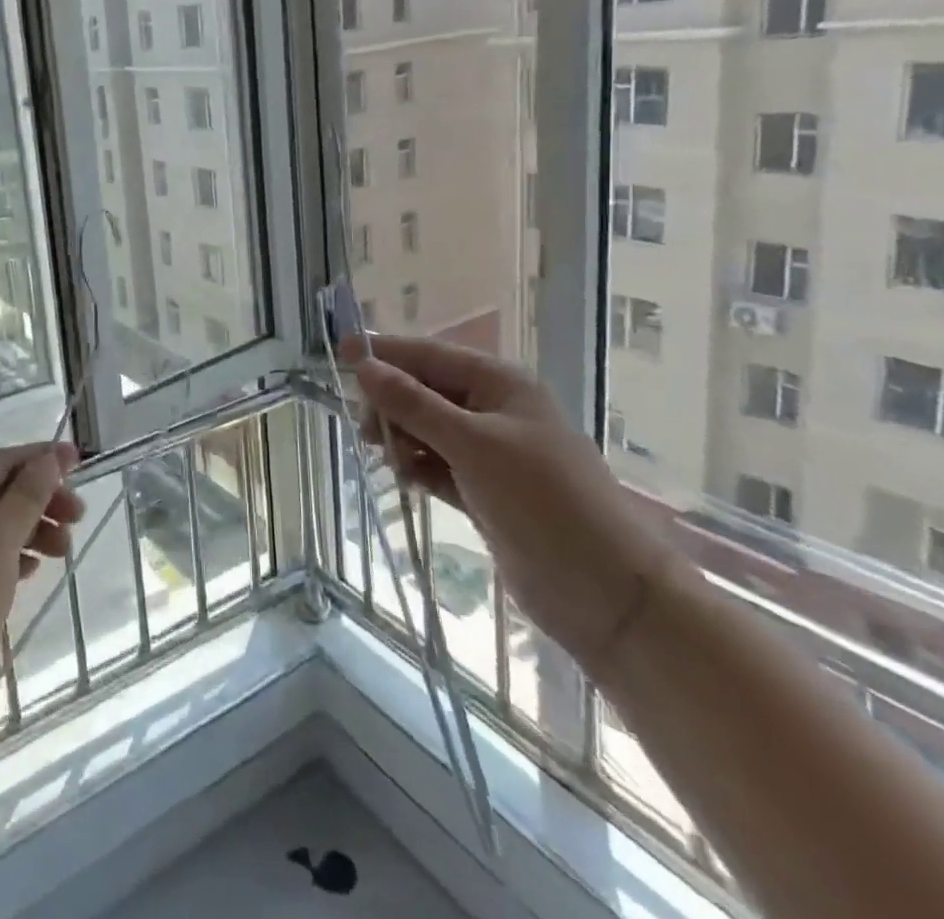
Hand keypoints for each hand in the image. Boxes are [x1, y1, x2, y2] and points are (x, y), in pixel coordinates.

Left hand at [0, 443, 85, 728]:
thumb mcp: (0, 539)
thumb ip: (28, 494)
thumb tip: (50, 458)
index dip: (40, 459)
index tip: (79, 460)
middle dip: (40, 500)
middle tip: (79, 516)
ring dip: (32, 530)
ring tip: (65, 550)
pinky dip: (13, 556)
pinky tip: (35, 570)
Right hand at [344, 334, 677, 672]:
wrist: (606, 592)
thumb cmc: (542, 501)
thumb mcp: (472, 444)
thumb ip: (414, 404)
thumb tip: (363, 365)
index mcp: (499, 383)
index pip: (428, 354)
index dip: (383, 353)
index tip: (337, 352)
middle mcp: (493, 408)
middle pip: (423, 389)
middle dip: (391, 403)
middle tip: (367, 432)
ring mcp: (490, 450)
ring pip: (426, 427)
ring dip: (401, 438)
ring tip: (392, 463)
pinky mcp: (484, 488)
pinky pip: (435, 463)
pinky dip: (417, 467)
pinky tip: (405, 480)